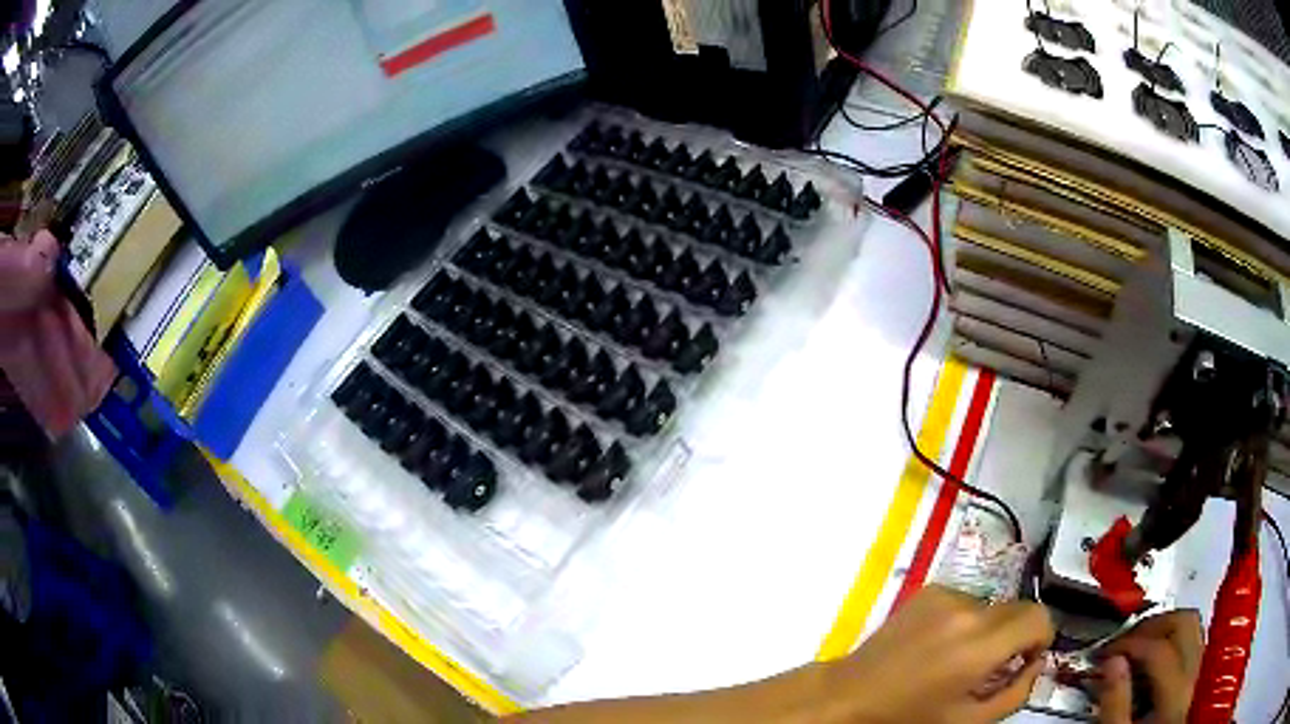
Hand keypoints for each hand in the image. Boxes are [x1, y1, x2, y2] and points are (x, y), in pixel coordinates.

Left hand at [821, 585, 1054, 723]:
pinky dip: (964, 621)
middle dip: (1016, 636)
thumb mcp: (968, 721)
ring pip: (992, 606)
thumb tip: (1036, 663)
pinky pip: (965, 601)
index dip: (1041, 639)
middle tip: (993, 667)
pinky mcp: (928, 591)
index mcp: (980, 645)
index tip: (1025, 661)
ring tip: (959, 659)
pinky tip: (939, 646)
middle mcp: (967, 610)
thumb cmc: (908, 717)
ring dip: (988, 629)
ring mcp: (945, 595)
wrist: (850, 696)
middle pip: (1018, 609)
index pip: (1038, 617)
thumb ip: (1015, 693)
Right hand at [1097, 610, 1202, 723]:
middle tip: (1123, 641)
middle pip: (1185, 625)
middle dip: (1152, 626)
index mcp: (1174, 698)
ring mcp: (1196, 677)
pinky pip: (1191, 644)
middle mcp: (1192, 679)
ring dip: (1164, 628)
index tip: (1104, 653)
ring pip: (1193, 628)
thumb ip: (1115, 704)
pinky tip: (1152, 658)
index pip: (1160, 651)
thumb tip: (1111, 661)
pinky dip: (1173, 641)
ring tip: (1137, 644)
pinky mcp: (1192, 681)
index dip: (1130, 644)